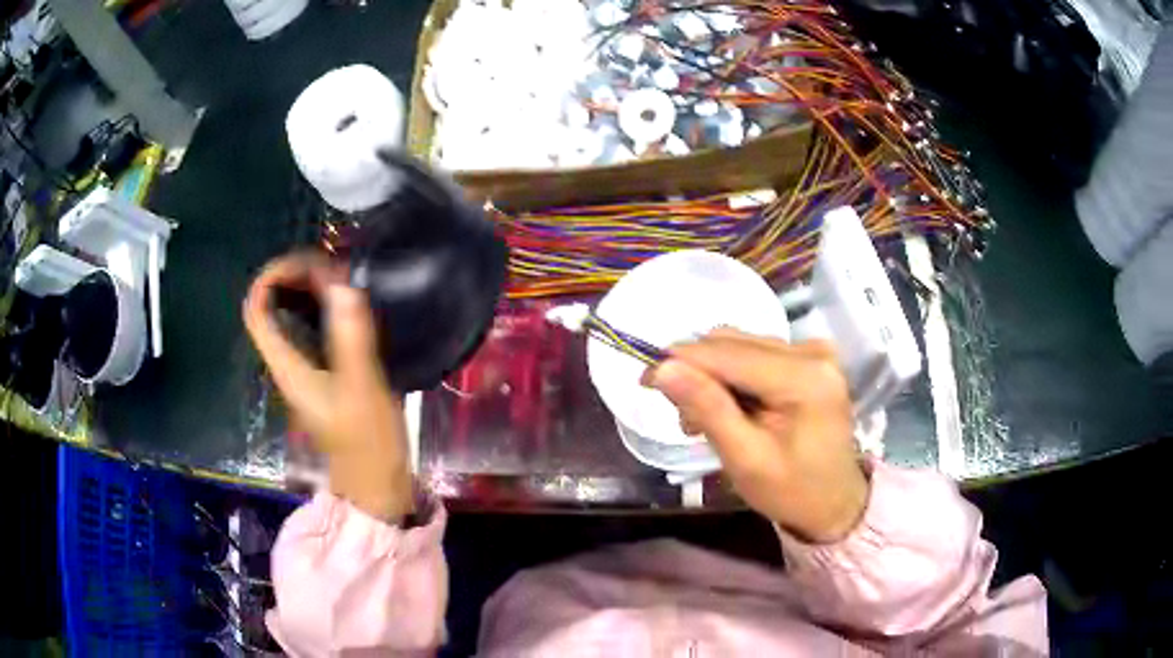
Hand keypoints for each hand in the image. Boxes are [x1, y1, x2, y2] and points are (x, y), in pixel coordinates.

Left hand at [243, 253, 413, 520]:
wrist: (375, 484)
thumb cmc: (367, 443)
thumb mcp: (362, 388)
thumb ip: (351, 337)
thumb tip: (342, 283)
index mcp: (287, 366)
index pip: (257, 311)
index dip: (270, 278)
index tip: (304, 262)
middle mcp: (288, 363)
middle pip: (271, 307)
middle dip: (293, 276)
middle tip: (330, 264)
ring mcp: (304, 368)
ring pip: (290, 316)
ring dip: (308, 289)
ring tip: (340, 275)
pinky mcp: (322, 373)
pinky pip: (310, 328)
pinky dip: (323, 307)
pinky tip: (348, 304)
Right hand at [648, 329, 868, 542]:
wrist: (834, 502)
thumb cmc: (791, 490)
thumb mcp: (745, 459)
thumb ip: (708, 408)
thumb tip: (663, 368)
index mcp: (805, 377)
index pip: (728, 354)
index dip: (681, 361)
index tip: (644, 380)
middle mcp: (812, 352)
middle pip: (734, 344)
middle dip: (698, 374)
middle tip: (685, 419)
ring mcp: (814, 352)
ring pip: (741, 346)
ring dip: (713, 377)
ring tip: (704, 420)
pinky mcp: (811, 358)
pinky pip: (756, 354)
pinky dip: (733, 377)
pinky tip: (730, 408)